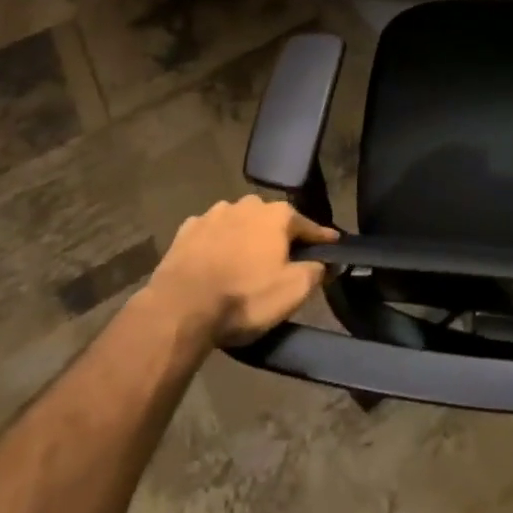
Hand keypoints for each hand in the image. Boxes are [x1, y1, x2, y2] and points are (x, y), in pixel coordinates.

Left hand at [142, 196, 339, 347]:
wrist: (180, 308)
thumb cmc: (244, 297)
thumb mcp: (292, 292)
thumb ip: (316, 272)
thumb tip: (324, 262)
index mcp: (278, 215)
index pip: (309, 226)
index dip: (322, 238)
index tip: (333, 245)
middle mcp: (248, 205)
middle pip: (272, 221)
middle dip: (279, 236)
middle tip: (282, 260)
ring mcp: (214, 213)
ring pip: (240, 223)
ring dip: (246, 237)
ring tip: (246, 261)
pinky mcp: (187, 229)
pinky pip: (212, 233)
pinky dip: (218, 244)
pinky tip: (215, 261)